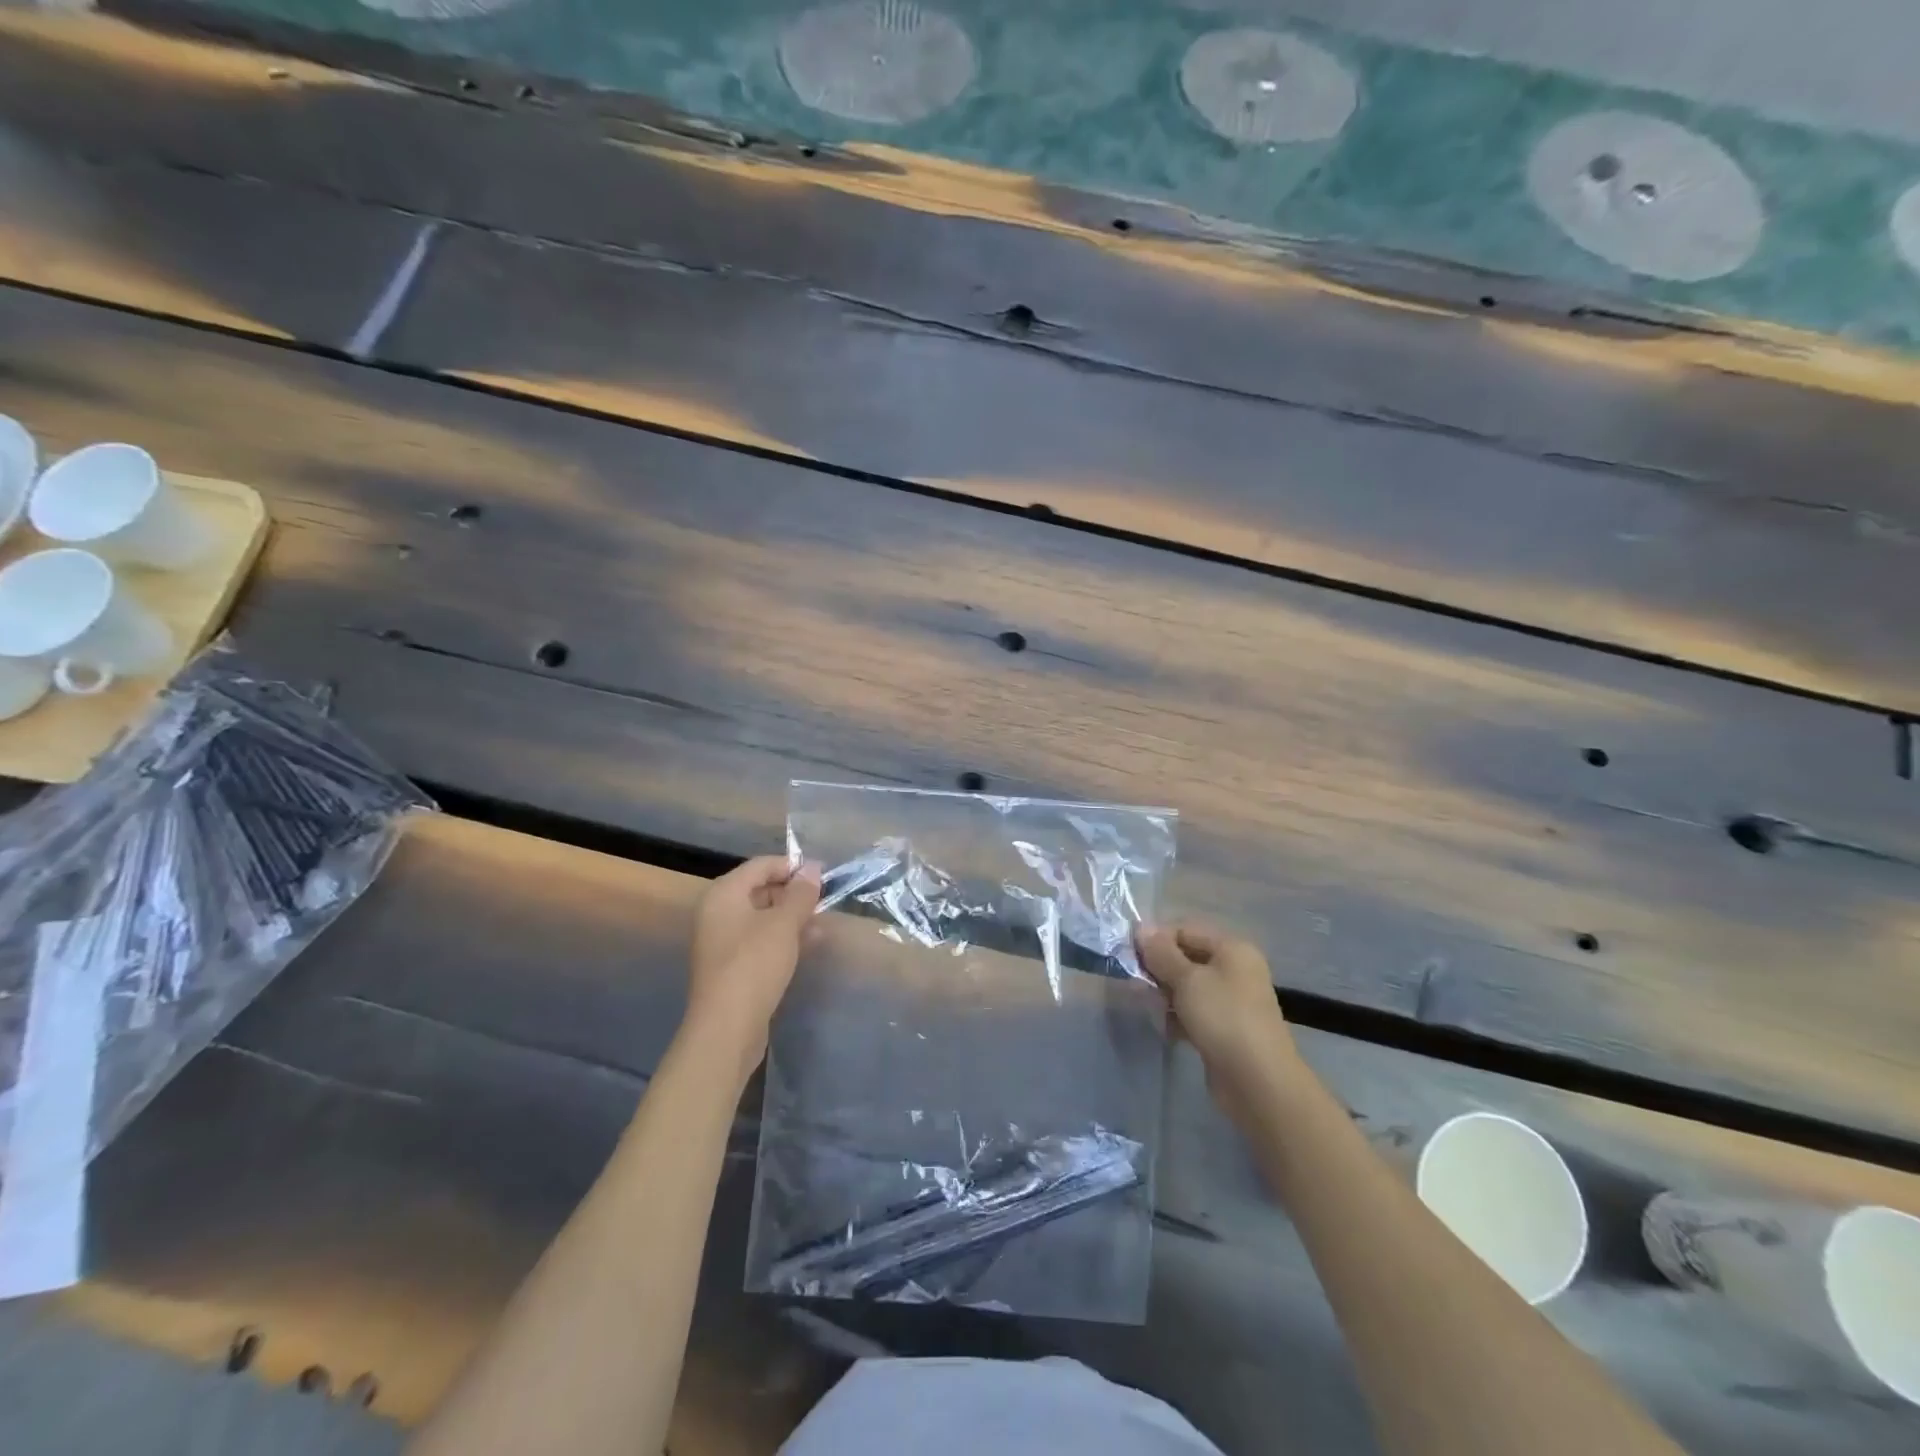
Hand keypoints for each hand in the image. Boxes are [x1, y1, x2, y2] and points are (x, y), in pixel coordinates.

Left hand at [685, 856, 821, 1082]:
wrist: (727, 1028)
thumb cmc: (754, 964)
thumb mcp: (784, 924)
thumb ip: (801, 893)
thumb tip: (812, 867)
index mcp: (724, 893)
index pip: (761, 865)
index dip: (793, 866)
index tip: (824, 875)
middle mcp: (717, 912)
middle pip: (760, 889)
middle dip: (794, 893)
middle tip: (824, 901)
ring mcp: (722, 940)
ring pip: (762, 917)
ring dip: (792, 917)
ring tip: (822, 923)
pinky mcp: (731, 965)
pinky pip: (759, 940)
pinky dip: (782, 938)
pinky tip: (808, 945)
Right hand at [1137, 922, 1301, 1126]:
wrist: (1258, 1082)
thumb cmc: (1223, 1018)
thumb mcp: (1187, 979)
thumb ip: (1162, 953)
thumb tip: (1142, 928)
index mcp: (1232, 949)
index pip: (1185, 930)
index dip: (1156, 939)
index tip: (1130, 955)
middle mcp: (1234, 970)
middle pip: (1185, 958)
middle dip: (1158, 969)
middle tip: (1136, 984)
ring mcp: (1230, 1001)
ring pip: (1187, 987)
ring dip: (1165, 994)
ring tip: (1150, 1009)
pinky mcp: (1224, 1028)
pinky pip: (1193, 1011)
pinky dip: (1177, 1016)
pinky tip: (1165, 1028)